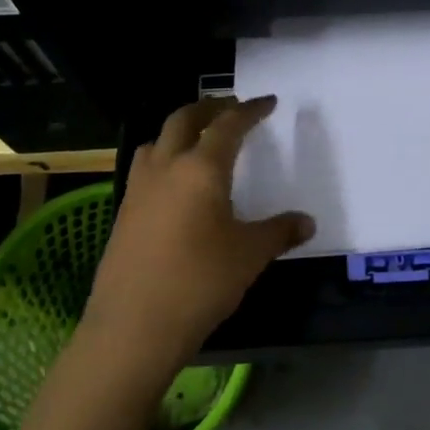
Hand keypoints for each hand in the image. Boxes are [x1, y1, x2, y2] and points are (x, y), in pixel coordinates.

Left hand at [83, 96, 313, 377]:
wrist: (133, 327)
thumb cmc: (200, 282)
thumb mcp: (249, 255)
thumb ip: (279, 232)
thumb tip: (306, 222)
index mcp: (201, 169)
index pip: (228, 125)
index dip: (250, 110)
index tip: (267, 102)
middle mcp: (166, 167)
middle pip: (184, 119)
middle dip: (210, 107)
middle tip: (231, 107)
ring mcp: (138, 189)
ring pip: (156, 140)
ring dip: (179, 130)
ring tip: (198, 140)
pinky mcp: (123, 213)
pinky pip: (145, 168)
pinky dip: (163, 158)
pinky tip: (175, 185)